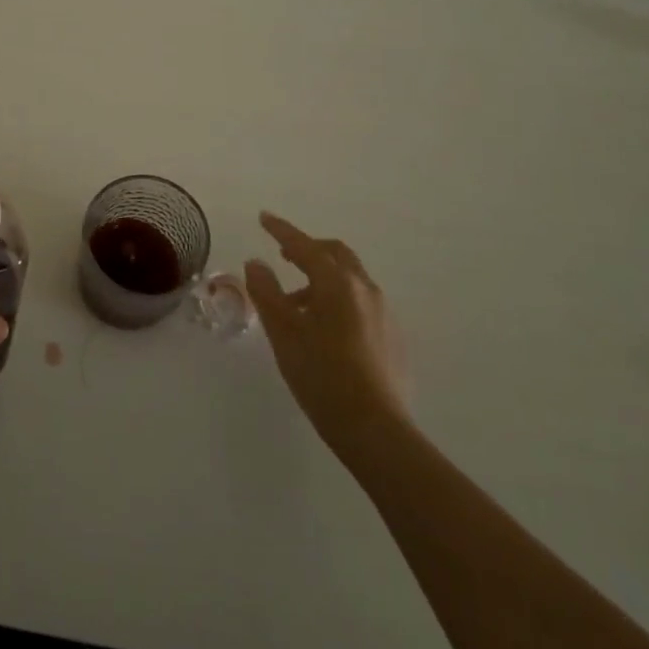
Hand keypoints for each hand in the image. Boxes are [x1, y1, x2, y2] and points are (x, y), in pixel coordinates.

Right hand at [245, 212, 408, 452]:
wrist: (376, 430)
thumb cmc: (322, 375)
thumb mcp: (283, 332)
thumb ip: (266, 292)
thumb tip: (256, 263)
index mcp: (337, 283)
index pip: (305, 245)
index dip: (282, 230)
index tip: (263, 218)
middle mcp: (365, 289)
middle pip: (335, 254)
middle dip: (309, 249)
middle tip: (285, 255)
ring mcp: (384, 314)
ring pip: (350, 280)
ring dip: (322, 278)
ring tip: (297, 304)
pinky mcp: (393, 338)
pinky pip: (361, 303)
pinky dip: (338, 300)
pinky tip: (325, 330)